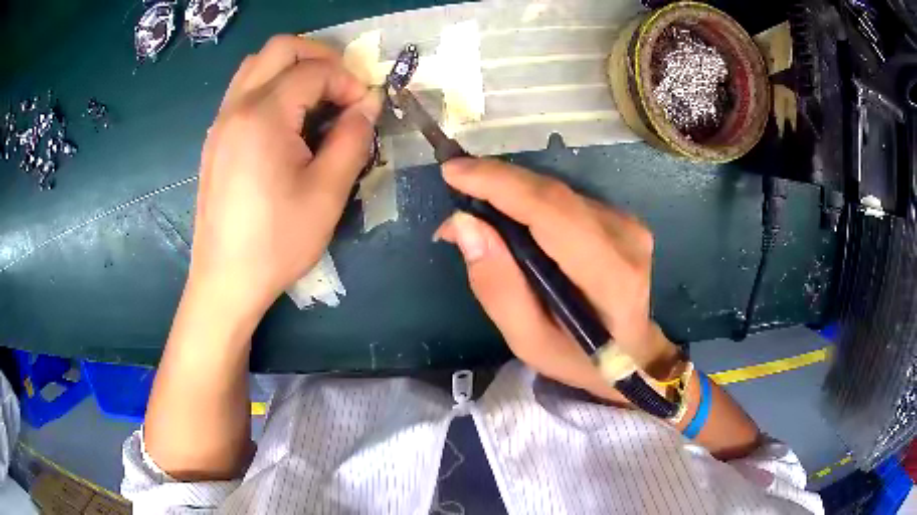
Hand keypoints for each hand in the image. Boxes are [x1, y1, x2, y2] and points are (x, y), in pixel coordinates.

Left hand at [190, 35, 381, 316]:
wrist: (226, 281)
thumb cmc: (277, 242)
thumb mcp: (327, 193)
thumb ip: (352, 139)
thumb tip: (366, 107)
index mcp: (263, 116)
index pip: (314, 70)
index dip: (348, 81)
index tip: (365, 109)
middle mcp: (236, 107)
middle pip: (280, 48)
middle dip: (319, 56)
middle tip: (343, 86)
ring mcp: (221, 122)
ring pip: (257, 65)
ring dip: (293, 68)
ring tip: (318, 99)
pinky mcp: (215, 139)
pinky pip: (244, 90)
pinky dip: (272, 86)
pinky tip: (288, 121)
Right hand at [435, 158, 678, 399]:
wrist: (634, 354)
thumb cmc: (582, 358)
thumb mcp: (529, 341)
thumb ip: (498, 287)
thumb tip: (465, 225)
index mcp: (610, 275)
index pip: (552, 211)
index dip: (500, 184)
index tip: (453, 172)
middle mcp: (625, 237)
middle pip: (552, 194)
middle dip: (495, 183)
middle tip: (453, 189)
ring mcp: (627, 222)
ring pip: (555, 193)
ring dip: (509, 194)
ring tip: (474, 214)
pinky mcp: (620, 217)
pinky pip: (564, 201)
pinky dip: (528, 203)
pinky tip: (507, 219)